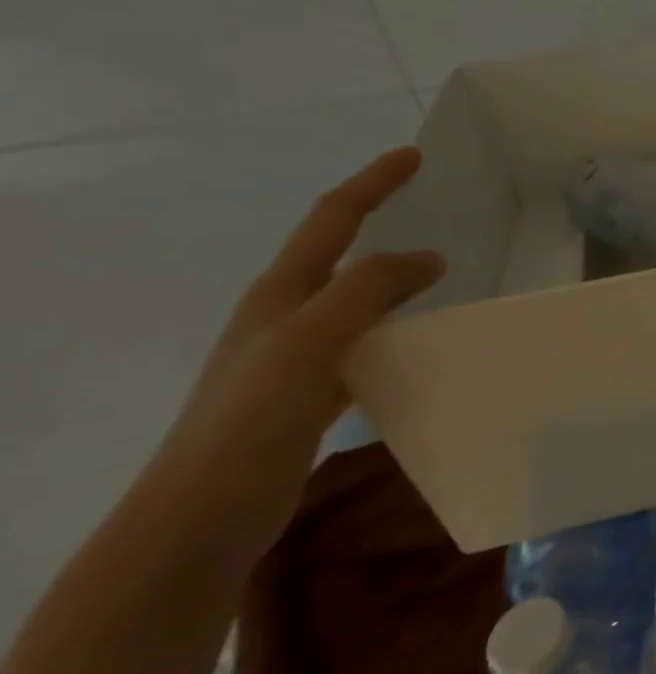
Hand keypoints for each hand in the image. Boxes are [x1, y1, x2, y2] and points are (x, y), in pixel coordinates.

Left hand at [156, 148, 443, 546]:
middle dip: (381, 228)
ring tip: (437, 282)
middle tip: (434, 218)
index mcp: (281, 295)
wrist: (200, 518)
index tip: (415, 156)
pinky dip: (391, 333)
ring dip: (392, 284)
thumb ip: (368, 289)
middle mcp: (283, 318)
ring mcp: (292, 360)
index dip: (373, 183)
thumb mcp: (311, 341)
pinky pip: (361, 347)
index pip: (332, 220)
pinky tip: (413, 349)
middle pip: (340, 257)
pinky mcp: (306, 398)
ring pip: (354, 304)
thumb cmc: (252, 419)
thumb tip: (428, 258)